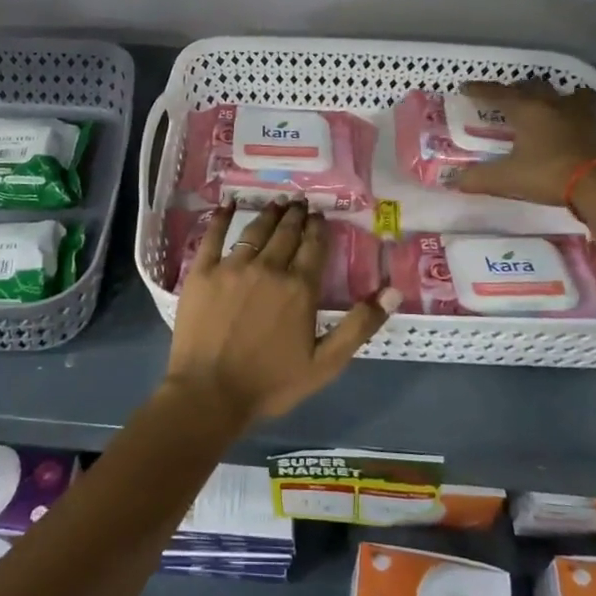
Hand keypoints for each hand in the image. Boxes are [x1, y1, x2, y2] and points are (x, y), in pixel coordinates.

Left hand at [165, 201, 399, 425]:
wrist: (209, 394)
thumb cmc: (271, 383)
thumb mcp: (326, 363)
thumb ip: (359, 325)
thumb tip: (393, 291)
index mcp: (299, 288)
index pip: (314, 247)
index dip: (318, 229)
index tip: (320, 216)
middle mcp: (268, 268)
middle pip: (286, 233)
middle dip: (296, 216)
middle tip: (300, 202)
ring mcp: (232, 267)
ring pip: (255, 231)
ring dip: (269, 214)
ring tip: (277, 202)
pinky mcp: (202, 272)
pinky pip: (212, 235)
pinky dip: (221, 216)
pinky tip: (227, 203)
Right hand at [454, 81, 595, 206]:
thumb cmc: (548, 174)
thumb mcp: (507, 179)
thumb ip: (479, 178)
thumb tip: (455, 181)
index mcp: (527, 110)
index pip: (498, 93)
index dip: (480, 90)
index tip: (466, 87)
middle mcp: (553, 104)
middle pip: (533, 86)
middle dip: (518, 89)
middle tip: (509, 98)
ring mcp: (581, 114)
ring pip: (568, 93)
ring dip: (556, 96)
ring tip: (550, 105)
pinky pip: (588, 112)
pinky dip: (579, 114)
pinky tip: (575, 125)